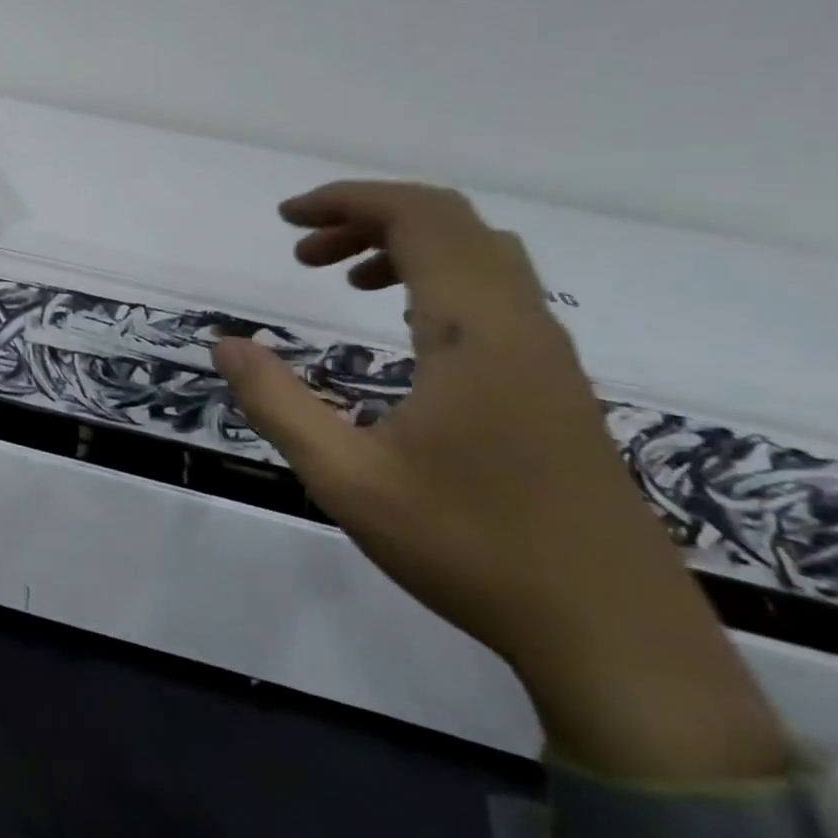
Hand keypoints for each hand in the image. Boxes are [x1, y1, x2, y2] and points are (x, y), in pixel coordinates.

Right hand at [213, 181, 785, 778]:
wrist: (612, 636)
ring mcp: (548, 353)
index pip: (419, 217)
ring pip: (479, 253)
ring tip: (340, 280)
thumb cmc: (471, 549)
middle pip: (450, 222)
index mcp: (476, 332)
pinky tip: (402, 326)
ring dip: (405, 244)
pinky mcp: (556, 382)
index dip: (347, 201)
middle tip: (302, 251)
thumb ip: (277, 403)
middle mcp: (522, 324)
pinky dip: (437, 277)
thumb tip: (224, 344)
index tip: (285, 218)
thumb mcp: (347, 480)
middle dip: (367, 217)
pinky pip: (496, 291)